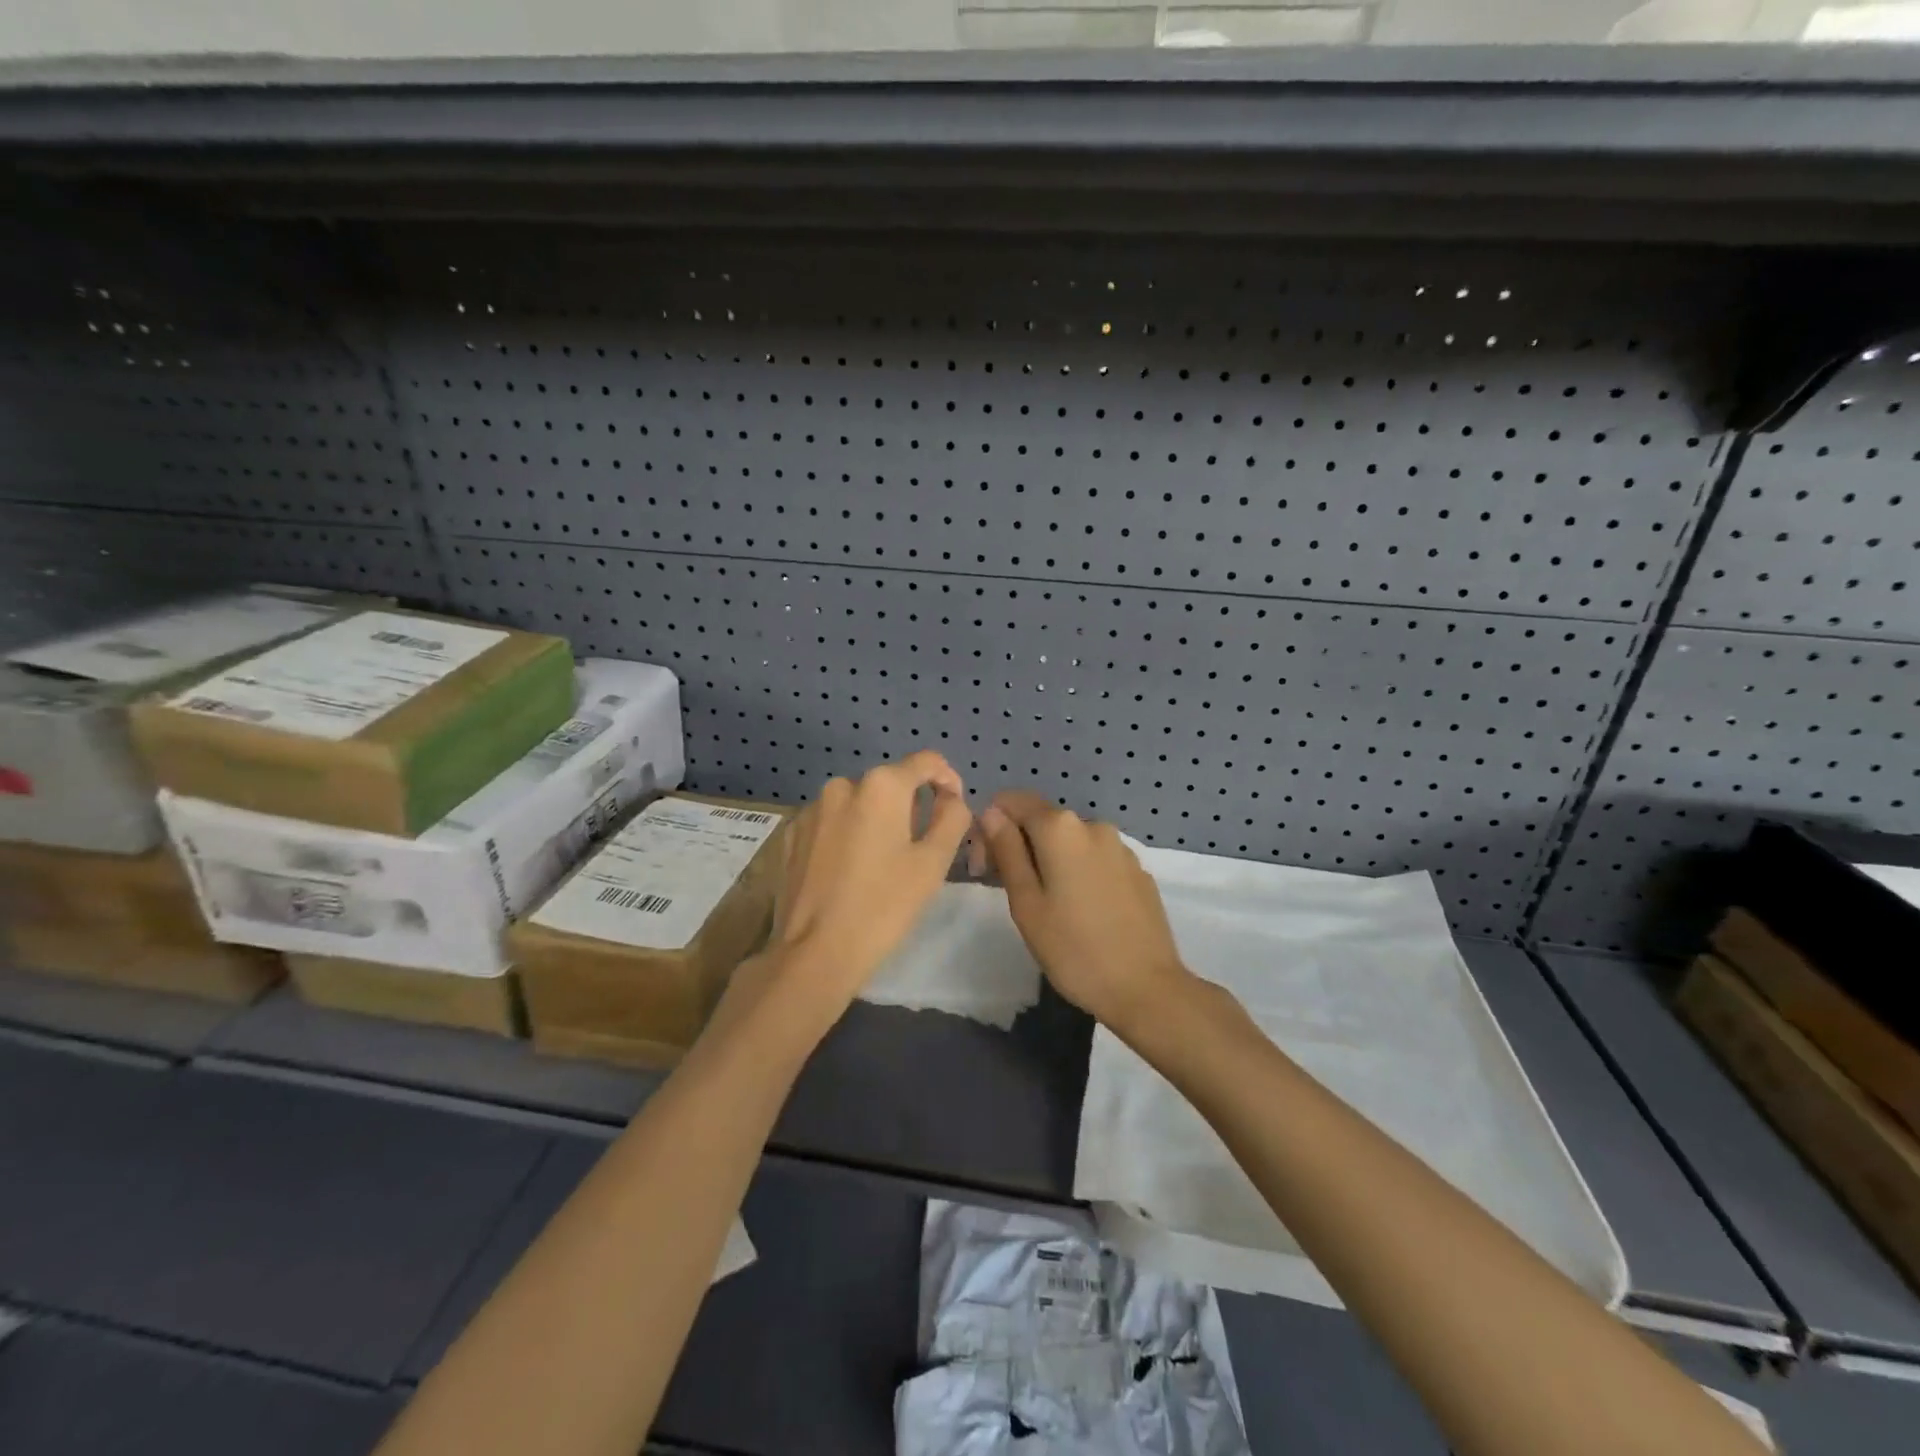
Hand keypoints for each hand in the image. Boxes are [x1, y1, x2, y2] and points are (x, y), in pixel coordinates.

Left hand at [764, 751, 972, 1016]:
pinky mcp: (790, 835)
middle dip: (909, 807)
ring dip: (875, 822)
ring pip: (857, 804)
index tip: (954, 808)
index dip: (948, 780)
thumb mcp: (933, 863)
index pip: (926, 762)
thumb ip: (952, 818)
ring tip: (881, 865)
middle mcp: (842, 786)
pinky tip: (848, 873)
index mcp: (881, 786)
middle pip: (890, 784)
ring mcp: (811, 810)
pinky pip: (830, 824)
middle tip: (919, 850)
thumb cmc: (883, 906)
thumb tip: (951, 799)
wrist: (815, 953)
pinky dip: (846, 836)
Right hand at [978, 792, 1192, 1036]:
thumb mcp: (1026, 903)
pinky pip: (1096, 859)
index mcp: (1061, 828)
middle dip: (1020, 845)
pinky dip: (1080, 872)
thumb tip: (991, 813)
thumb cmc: (1074, 949)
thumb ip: (1006, 850)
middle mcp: (1093, 825)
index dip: (991, 826)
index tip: (986, 868)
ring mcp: (1121, 847)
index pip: (1012, 801)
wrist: (1147, 989)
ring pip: (1070, 841)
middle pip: (1042, 820)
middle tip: (1013, 894)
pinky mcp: (1138, 870)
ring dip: (1051, 860)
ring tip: (1050, 908)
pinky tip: (1083, 912)